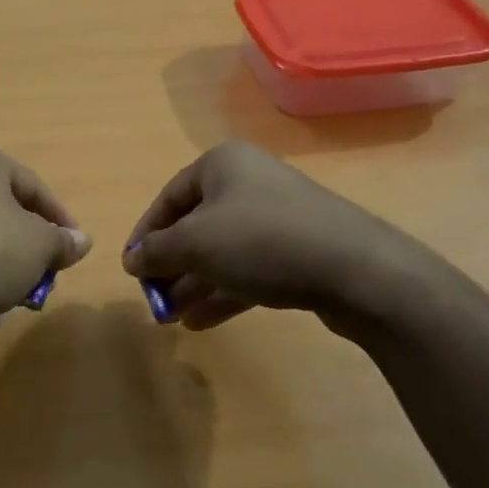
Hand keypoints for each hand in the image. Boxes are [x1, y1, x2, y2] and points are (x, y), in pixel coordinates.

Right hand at [122, 141, 440, 337]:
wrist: (357, 269)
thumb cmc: (261, 241)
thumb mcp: (195, 244)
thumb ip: (155, 251)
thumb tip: (132, 259)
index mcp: (222, 165)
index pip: (168, 198)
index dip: (144, 234)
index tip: (131, 269)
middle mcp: (249, 182)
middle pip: (195, 225)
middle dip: (171, 265)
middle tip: (154, 298)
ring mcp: (278, 216)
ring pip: (222, 250)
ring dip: (194, 283)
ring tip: (172, 317)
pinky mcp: (299, 249)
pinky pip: (249, 267)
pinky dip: (224, 291)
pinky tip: (202, 322)